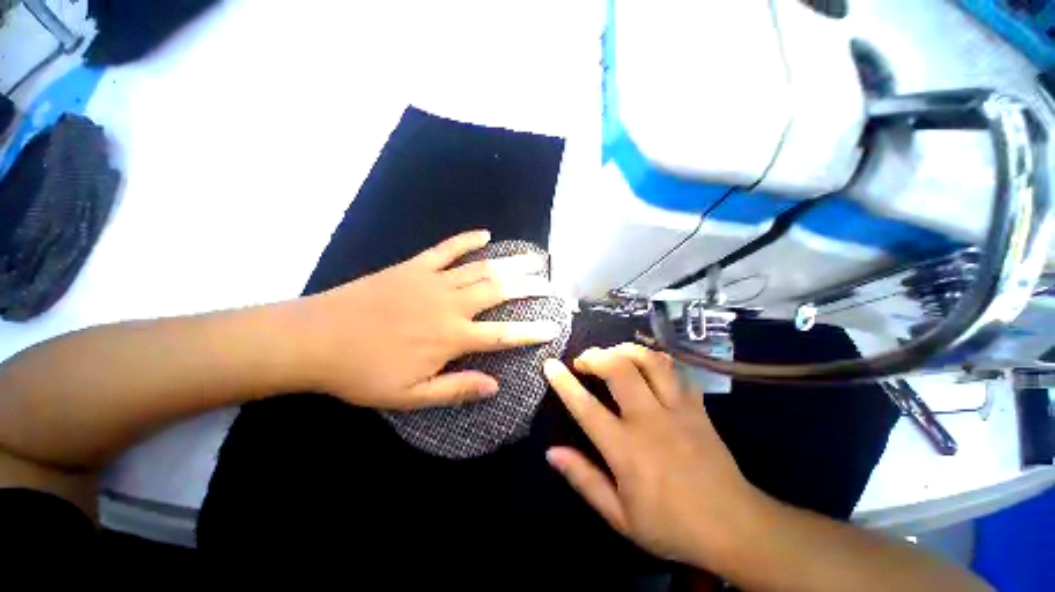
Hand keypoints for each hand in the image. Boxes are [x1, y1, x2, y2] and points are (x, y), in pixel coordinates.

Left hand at [298, 230, 559, 409]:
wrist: (315, 339)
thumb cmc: (363, 373)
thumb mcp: (410, 396)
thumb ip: (456, 390)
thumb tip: (495, 386)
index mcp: (450, 337)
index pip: (502, 334)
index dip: (530, 331)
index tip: (553, 325)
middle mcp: (450, 305)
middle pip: (499, 291)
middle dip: (529, 287)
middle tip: (550, 282)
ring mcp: (433, 281)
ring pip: (481, 268)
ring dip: (510, 262)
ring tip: (533, 258)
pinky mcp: (414, 266)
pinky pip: (447, 249)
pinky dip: (467, 240)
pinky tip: (485, 234)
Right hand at [543, 344, 764, 568]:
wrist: (735, 526)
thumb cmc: (671, 525)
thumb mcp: (620, 516)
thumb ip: (584, 480)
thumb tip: (552, 452)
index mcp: (627, 450)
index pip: (586, 407)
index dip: (564, 383)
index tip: (550, 364)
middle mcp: (649, 421)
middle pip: (619, 370)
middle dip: (596, 356)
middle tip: (584, 360)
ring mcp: (677, 409)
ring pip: (649, 361)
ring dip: (625, 350)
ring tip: (612, 355)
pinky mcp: (697, 406)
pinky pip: (675, 370)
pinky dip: (656, 360)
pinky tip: (646, 363)